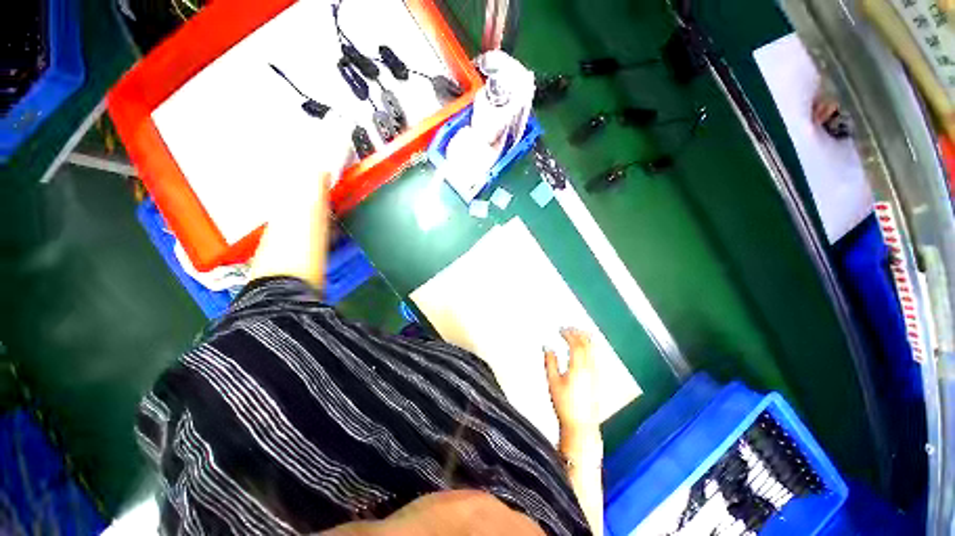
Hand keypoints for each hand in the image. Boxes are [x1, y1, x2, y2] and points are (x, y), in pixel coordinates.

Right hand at [544, 328, 599, 435]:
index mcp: (578, 367)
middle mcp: (590, 368)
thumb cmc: (565, 404)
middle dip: (578, 333)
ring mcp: (596, 373)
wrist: (581, 425)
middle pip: (587, 344)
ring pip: (593, 350)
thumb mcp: (553, 382)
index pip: (575, 344)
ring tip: (577, 333)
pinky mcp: (597, 379)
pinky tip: (585, 348)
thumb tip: (548, 347)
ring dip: (585, 339)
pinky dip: (589, 347)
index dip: (568, 334)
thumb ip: (550, 362)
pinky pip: (595, 356)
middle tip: (569, 328)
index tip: (561, 329)